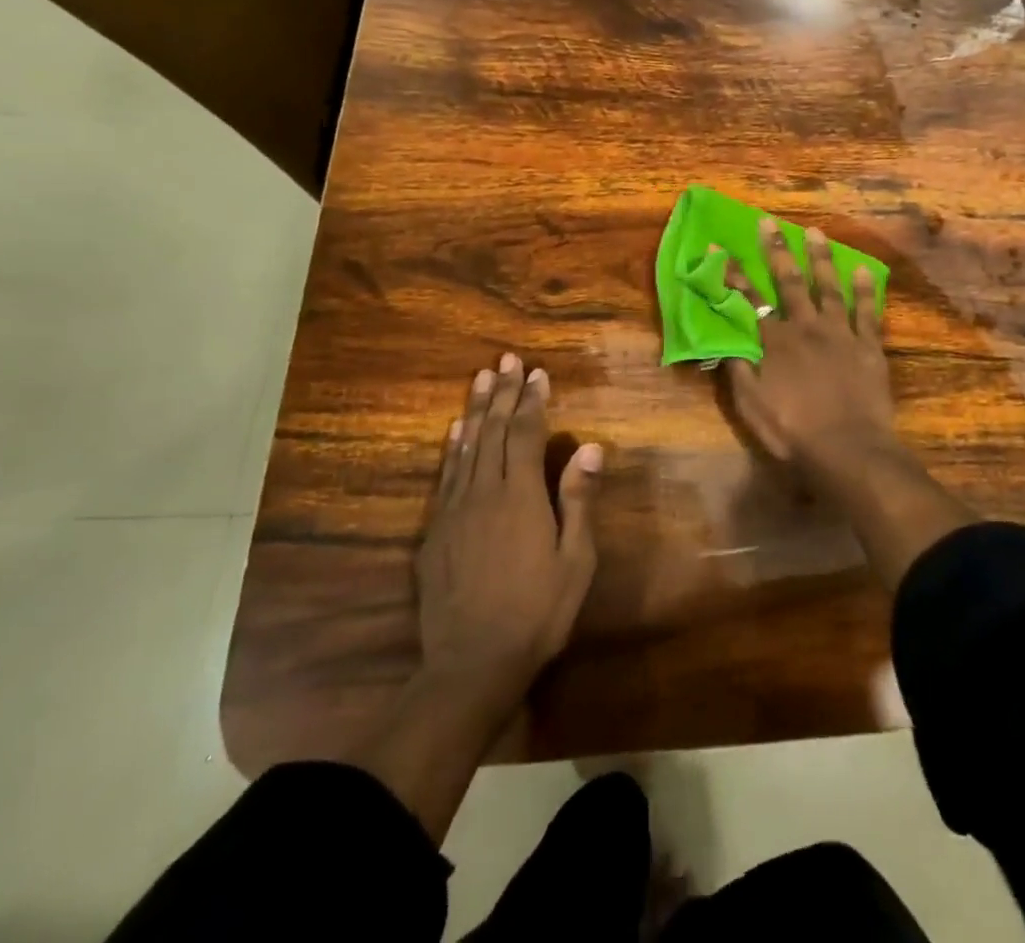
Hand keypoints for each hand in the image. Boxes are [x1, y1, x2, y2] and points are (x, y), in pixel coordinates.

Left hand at [416, 353, 600, 715]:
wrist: (471, 665)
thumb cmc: (538, 612)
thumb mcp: (575, 560)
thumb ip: (578, 499)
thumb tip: (589, 446)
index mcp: (521, 496)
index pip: (527, 434)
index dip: (533, 401)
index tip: (538, 373)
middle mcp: (484, 493)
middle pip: (495, 431)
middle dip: (504, 393)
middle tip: (508, 360)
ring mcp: (454, 511)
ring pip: (466, 446)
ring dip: (476, 410)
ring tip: (482, 378)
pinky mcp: (435, 532)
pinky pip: (445, 476)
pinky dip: (452, 447)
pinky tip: (456, 430)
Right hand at [722, 218, 895, 475]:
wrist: (848, 449)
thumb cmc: (794, 432)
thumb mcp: (752, 407)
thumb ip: (739, 370)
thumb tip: (725, 339)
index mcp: (775, 343)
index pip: (749, 300)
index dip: (734, 274)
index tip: (721, 247)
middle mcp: (805, 327)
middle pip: (789, 282)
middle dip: (777, 250)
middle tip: (770, 222)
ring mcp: (840, 333)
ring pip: (828, 287)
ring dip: (820, 258)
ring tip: (815, 233)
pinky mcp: (868, 345)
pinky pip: (866, 310)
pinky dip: (864, 289)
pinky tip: (862, 268)